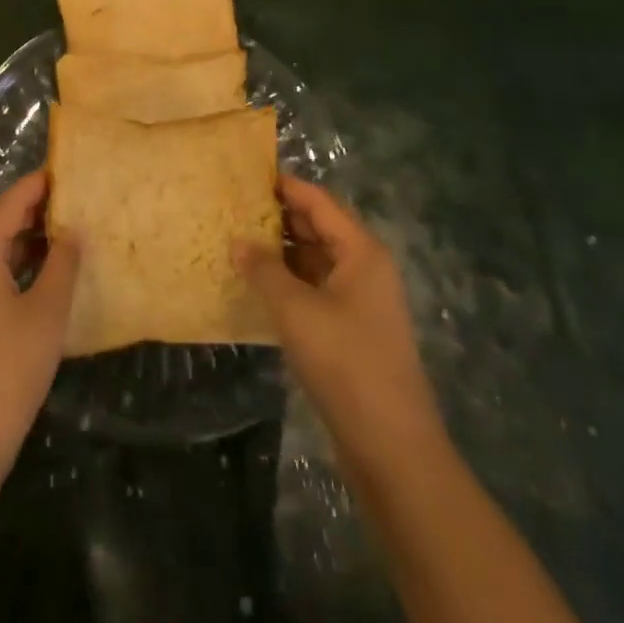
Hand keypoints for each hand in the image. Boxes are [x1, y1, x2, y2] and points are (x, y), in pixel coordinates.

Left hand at [0, 170, 79, 483]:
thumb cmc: (7, 369)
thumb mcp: (46, 312)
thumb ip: (62, 263)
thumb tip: (73, 229)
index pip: (11, 200)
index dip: (41, 184)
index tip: (73, 172)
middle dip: (35, 209)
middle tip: (76, 202)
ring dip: (25, 238)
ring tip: (66, 233)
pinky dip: (12, 263)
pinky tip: (42, 273)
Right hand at [235, 176, 445, 473]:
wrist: (391, 447)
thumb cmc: (346, 363)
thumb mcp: (296, 311)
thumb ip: (264, 270)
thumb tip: (237, 241)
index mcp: (361, 251)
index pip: (319, 202)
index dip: (284, 186)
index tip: (245, 174)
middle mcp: (364, 267)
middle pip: (318, 228)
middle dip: (278, 217)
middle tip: (232, 207)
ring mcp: (359, 300)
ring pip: (314, 260)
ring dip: (280, 251)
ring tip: (236, 241)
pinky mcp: (350, 330)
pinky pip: (314, 289)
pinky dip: (288, 282)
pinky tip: (256, 285)